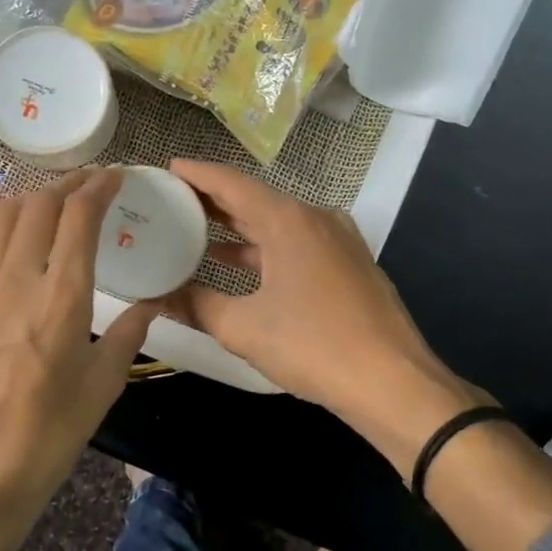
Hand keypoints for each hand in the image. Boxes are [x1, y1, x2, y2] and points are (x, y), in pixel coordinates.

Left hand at [0, 168, 160, 527]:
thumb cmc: (52, 433)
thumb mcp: (104, 385)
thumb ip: (129, 334)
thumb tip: (152, 305)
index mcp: (61, 298)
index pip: (77, 217)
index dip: (98, 187)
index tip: (117, 176)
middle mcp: (18, 282)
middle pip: (36, 203)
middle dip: (68, 183)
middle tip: (92, 183)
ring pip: (2, 218)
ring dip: (35, 199)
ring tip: (60, 204)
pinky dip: (15, 233)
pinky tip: (33, 255)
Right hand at [163, 159, 490, 472]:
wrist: (393, 382)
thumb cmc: (313, 346)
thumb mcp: (243, 328)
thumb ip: (196, 306)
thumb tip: (158, 298)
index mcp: (289, 221)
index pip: (233, 184)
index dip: (198, 174)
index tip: (169, 168)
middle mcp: (316, 219)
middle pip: (256, 200)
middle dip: (214, 201)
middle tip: (174, 202)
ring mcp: (338, 241)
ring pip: (278, 224)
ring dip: (240, 228)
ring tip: (198, 232)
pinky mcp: (350, 265)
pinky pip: (298, 244)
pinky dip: (265, 248)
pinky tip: (241, 266)